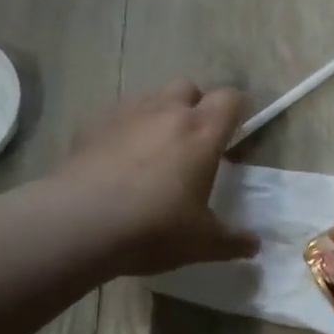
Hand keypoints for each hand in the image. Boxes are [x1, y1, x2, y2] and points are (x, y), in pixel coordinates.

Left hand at [50, 81, 259, 276]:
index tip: (235, 131)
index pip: (230, 98)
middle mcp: (167, 112)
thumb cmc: (154, 228)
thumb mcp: (202, 242)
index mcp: (202, 132)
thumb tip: (254, 246)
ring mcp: (126, 114)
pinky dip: (124, 129)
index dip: (237, 110)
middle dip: (195, 106)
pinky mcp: (91, 125)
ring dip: (159, 113)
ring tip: (154, 148)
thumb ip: (232, 241)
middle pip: (189, 87)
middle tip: (193, 140)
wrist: (79, 224)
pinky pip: (116, 115)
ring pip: (151, 96)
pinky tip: (117, 158)